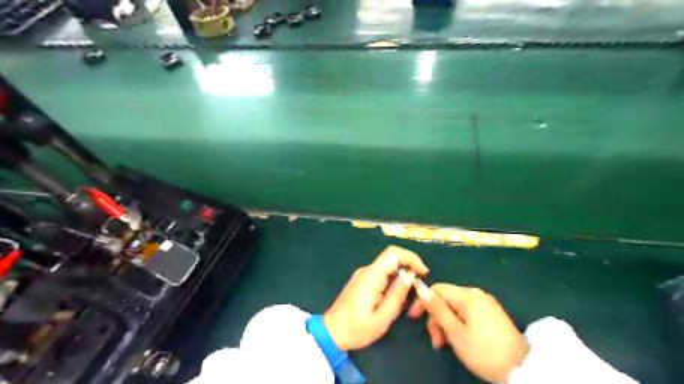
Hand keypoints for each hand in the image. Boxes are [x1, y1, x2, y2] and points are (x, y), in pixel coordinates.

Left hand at [324, 245, 425, 350]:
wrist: (330, 333)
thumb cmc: (357, 329)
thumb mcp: (382, 317)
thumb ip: (397, 294)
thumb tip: (410, 275)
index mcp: (371, 276)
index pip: (393, 253)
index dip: (412, 258)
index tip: (424, 273)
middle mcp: (366, 270)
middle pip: (392, 258)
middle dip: (409, 267)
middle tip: (418, 287)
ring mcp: (362, 274)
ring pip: (387, 266)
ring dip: (402, 275)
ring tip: (409, 296)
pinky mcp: (361, 280)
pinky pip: (381, 273)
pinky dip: (393, 279)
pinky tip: (395, 296)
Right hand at [405, 283, 527, 382]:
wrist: (523, 369)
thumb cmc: (484, 351)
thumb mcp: (456, 333)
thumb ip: (438, 310)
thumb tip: (422, 289)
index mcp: (468, 295)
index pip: (437, 289)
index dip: (423, 302)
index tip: (414, 318)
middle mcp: (477, 294)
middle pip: (446, 299)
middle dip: (437, 318)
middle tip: (437, 342)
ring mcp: (486, 303)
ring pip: (455, 307)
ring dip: (446, 323)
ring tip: (445, 344)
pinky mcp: (491, 313)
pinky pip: (467, 312)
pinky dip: (458, 324)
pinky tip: (459, 339)